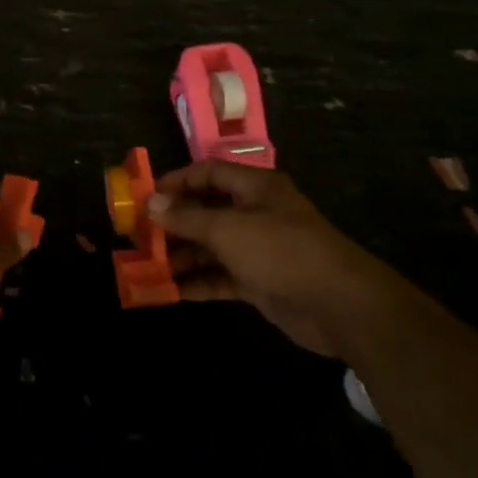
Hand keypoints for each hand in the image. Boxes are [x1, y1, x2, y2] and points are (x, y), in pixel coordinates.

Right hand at [149, 161, 395, 356]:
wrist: (338, 304)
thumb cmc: (280, 250)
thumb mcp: (227, 229)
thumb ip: (186, 217)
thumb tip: (150, 203)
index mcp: (255, 187)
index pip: (209, 173)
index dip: (177, 180)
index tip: (146, 196)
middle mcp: (256, 213)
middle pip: (207, 210)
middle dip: (173, 222)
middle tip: (139, 234)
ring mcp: (259, 249)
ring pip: (211, 246)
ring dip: (181, 255)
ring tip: (147, 265)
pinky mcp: (260, 282)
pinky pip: (221, 276)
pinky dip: (197, 282)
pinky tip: (169, 290)